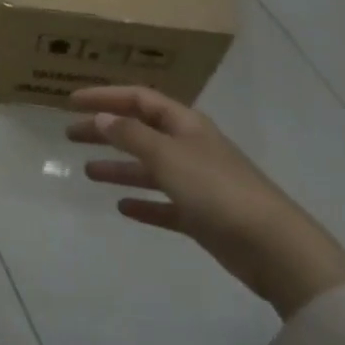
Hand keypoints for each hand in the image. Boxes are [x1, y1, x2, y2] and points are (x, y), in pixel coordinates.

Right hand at [67, 85, 344, 318]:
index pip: (139, 99)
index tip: (72, 101)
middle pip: (140, 131)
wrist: (273, 247)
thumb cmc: (217, 190)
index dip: (105, 96)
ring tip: (88, 171)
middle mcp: (190, 147)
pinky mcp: (202, 217)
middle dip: (106, 130)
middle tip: (71, 134)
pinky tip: (122, 207)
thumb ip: (132, 136)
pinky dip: (143, 203)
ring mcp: (197, 183)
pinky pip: (164, 204)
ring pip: (150, 168)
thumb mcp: (168, 156)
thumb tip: (101, 117)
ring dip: (119, 167)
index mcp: (185, 125)